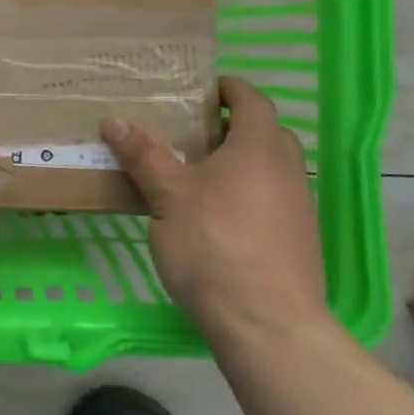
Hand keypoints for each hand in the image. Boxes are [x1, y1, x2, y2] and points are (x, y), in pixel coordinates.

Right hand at [102, 75, 331, 337]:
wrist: (269, 326)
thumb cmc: (215, 246)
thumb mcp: (169, 197)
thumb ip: (145, 156)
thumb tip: (113, 120)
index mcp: (259, 147)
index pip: (252, 98)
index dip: (228, 88)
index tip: (201, 88)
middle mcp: (287, 169)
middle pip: (264, 131)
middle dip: (231, 125)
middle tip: (192, 131)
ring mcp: (299, 206)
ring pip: (270, 167)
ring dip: (241, 161)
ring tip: (199, 174)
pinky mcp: (299, 240)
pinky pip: (273, 198)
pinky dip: (249, 192)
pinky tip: (219, 217)